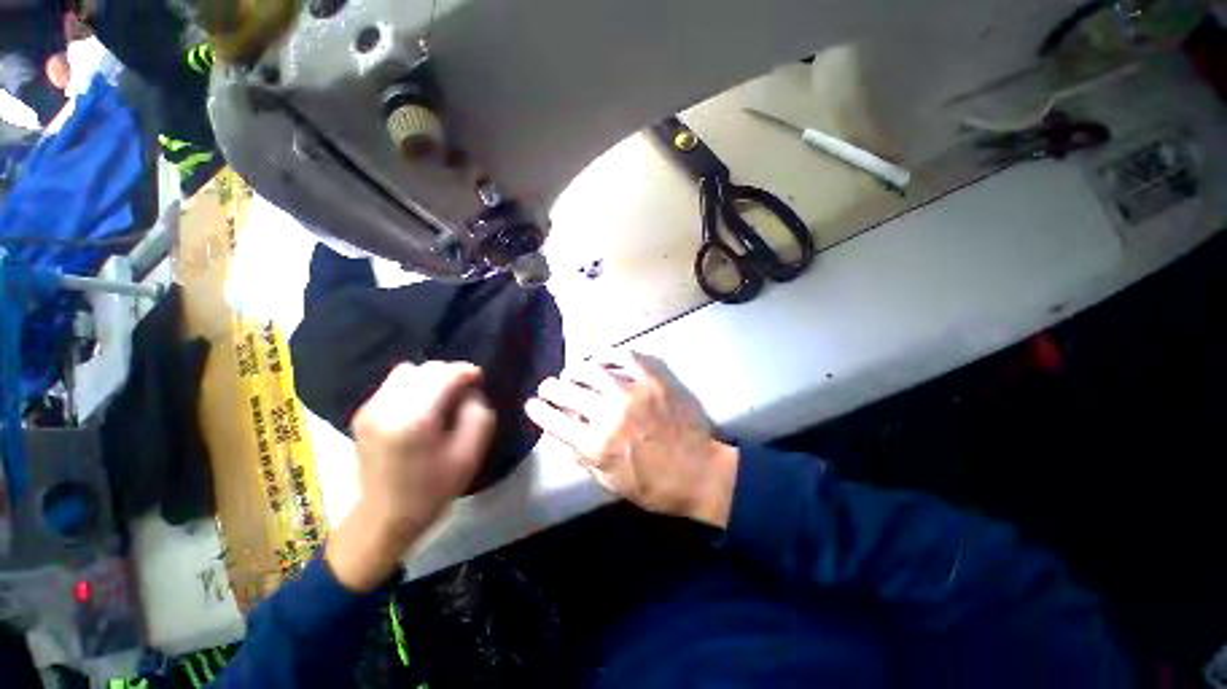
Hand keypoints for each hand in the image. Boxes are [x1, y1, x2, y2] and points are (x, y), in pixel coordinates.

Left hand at [327, 362, 495, 591]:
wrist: (385, 517)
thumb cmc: (433, 488)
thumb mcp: (471, 453)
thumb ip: (478, 412)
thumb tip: (470, 390)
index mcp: (415, 419)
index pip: (444, 374)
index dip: (466, 371)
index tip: (479, 379)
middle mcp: (387, 407)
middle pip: (426, 368)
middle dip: (450, 373)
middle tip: (464, 391)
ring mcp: (370, 409)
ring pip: (408, 370)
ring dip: (430, 377)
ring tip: (441, 397)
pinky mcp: (362, 413)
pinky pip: (394, 383)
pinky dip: (413, 385)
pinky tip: (420, 406)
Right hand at [525, 352, 738, 527]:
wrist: (700, 471)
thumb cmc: (655, 486)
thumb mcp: (611, 483)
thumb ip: (582, 457)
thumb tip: (559, 432)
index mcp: (596, 445)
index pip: (553, 420)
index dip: (537, 410)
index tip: (532, 404)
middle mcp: (609, 414)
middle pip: (566, 391)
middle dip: (550, 387)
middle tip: (549, 386)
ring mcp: (633, 392)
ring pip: (591, 369)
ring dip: (575, 370)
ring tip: (572, 372)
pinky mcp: (653, 379)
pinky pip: (625, 356)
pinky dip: (609, 355)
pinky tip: (601, 359)